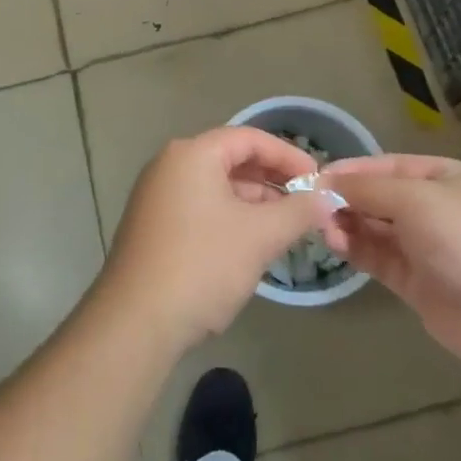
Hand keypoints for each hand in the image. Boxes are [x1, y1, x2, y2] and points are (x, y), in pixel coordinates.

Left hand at [101, 128, 333, 351]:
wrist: (136, 321)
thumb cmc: (202, 265)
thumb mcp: (259, 236)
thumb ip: (297, 212)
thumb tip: (325, 198)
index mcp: (192, 154)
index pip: (249, 138)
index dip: (288, 156)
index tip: (318, 181)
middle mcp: (171, 164)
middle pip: (231, 159)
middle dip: (272, 180)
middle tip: (307, 205)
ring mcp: (158, 195)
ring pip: (217, 186)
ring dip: (254, 202)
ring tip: (286, 227)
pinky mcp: (154, 225)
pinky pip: (201, 207)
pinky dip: (231, 217)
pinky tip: (252, 244)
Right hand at [319, 154, 460, 369]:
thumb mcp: (416, 199)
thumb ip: (368, 188)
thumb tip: (326, 180)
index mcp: (445, 178)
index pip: (387, 166)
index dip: (352, 170)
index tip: (314, 177)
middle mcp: (435, 208)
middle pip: (379, 197)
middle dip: (346, 199)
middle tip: (312, 208)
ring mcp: (427, 247)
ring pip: (376, 228)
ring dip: (347, 224)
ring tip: (323, 229)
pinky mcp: (418, 283)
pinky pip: (379, 257)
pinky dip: (357, 249)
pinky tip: (335, 245)